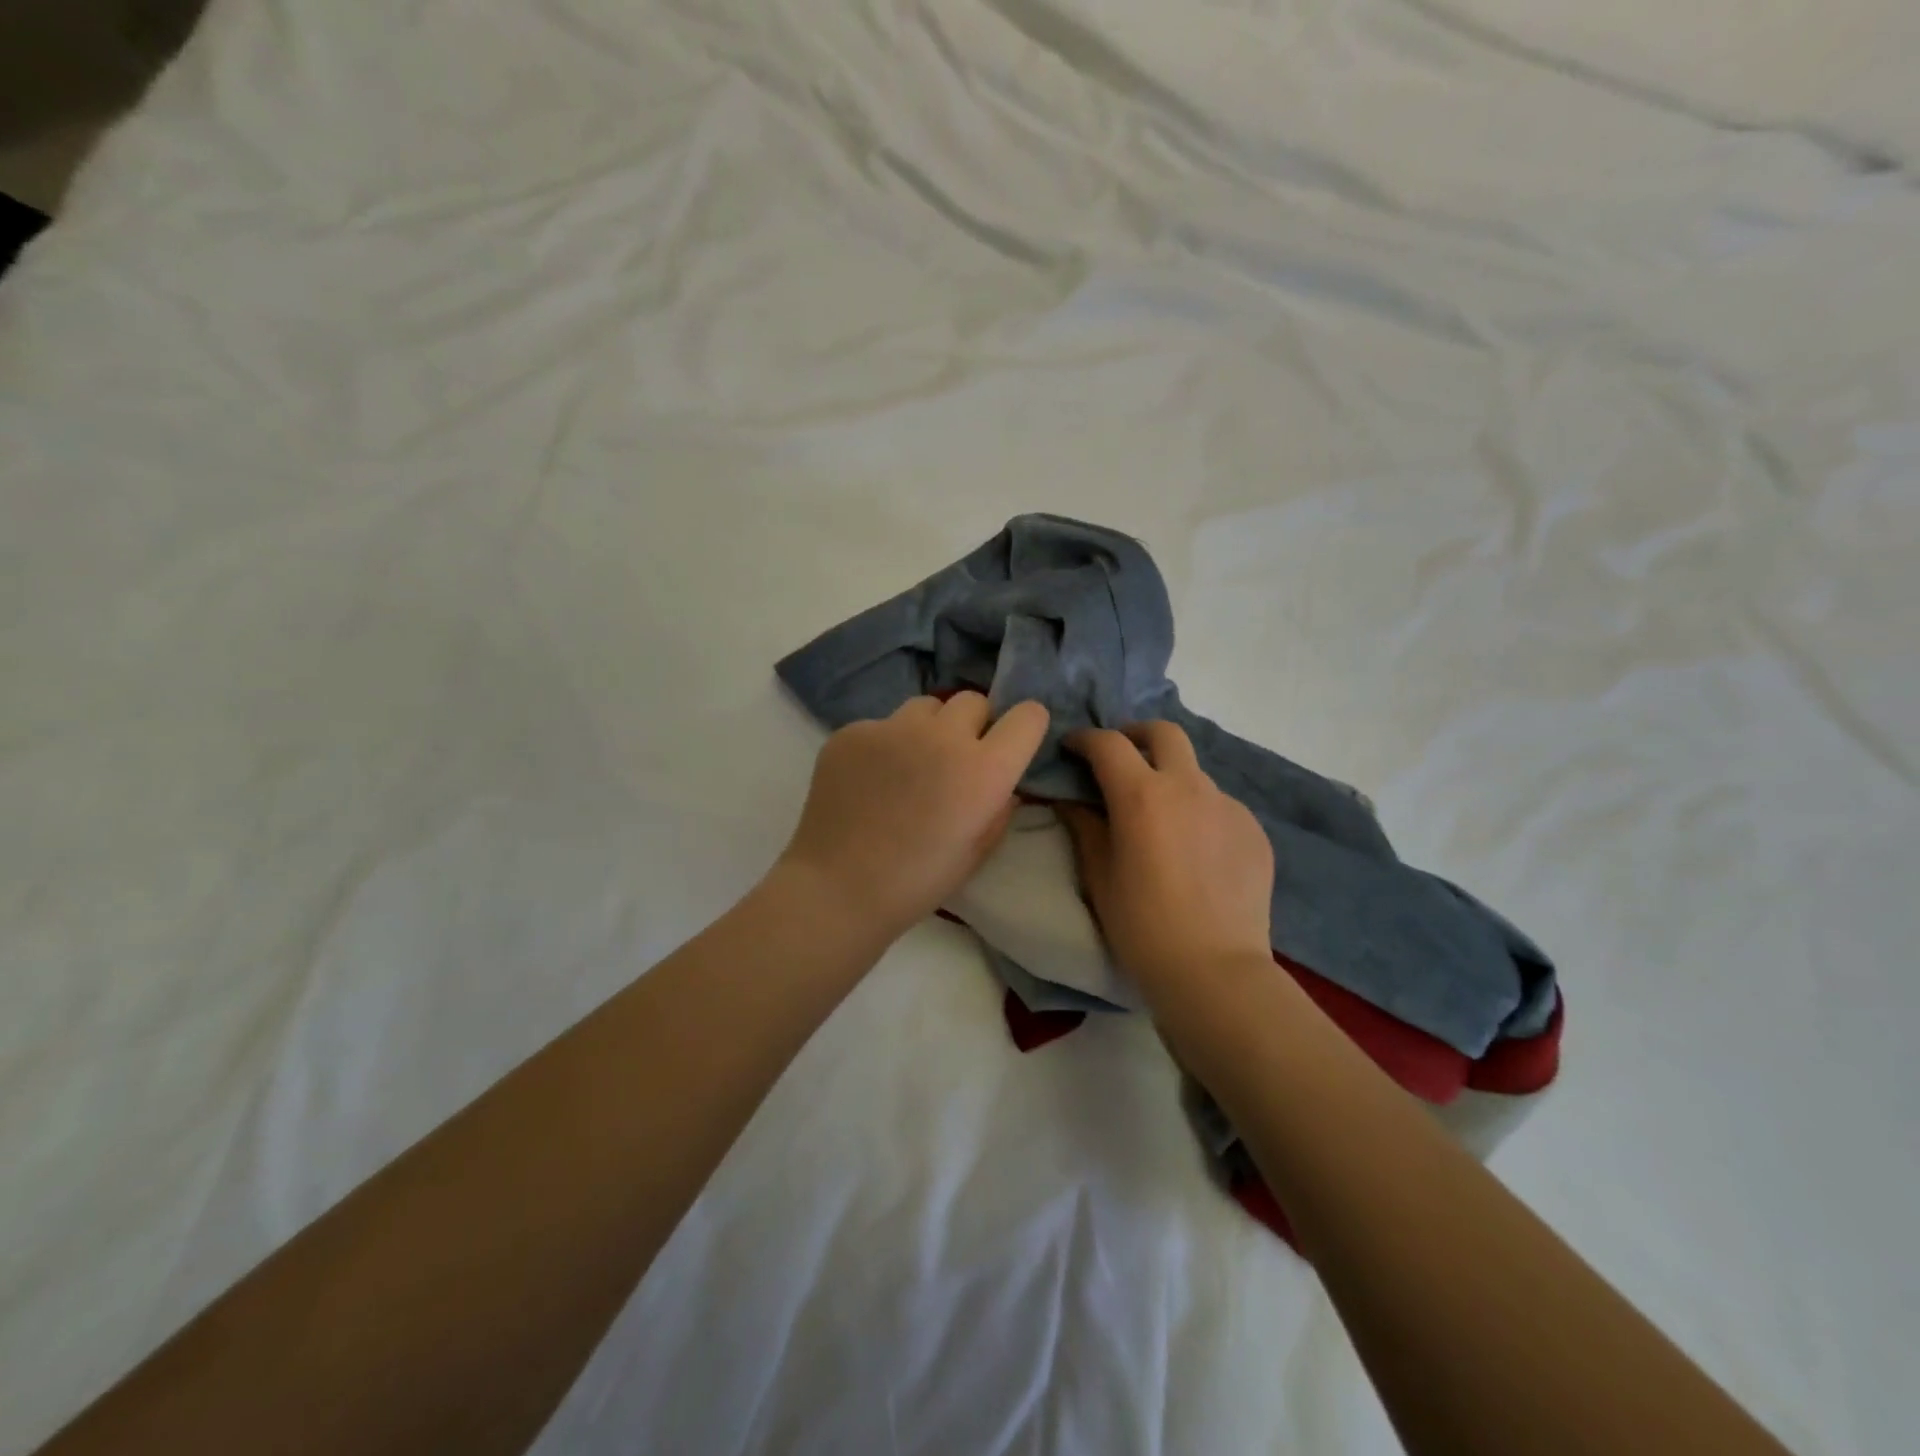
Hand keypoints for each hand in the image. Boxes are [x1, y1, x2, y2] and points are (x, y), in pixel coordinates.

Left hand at [779, 693, 1050, 939]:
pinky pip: (882, 725)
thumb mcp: (976, 852)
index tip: (1012, 744)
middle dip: (973, 725)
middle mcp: (943, 736)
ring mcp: (892, 728)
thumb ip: (999, 809)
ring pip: (926, 707)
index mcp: (984, 770)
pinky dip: (885, 745)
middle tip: (956, 760)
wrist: (837, 889)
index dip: (1024, 728)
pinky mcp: (852, 731)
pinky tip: (870, 780)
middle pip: (973, 701)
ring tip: (910, 766)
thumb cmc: (917, 882)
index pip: (1028, 716)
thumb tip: (1003, 785)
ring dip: (929, 729)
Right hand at [1058, 722, 1274, 996]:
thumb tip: (1069, 799)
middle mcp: (1189, 787)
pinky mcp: (1254, 830)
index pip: (1108, 744)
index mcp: (1142, 795)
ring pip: (1194, 772)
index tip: (1072, 747)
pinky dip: (1198, 812)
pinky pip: (1219, 806)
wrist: (1214, 971)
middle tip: (1120, 757)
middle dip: (1136, 735)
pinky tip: (1194, 850)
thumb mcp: (1099, 876)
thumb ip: (1083, 826)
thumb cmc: (1142, 926)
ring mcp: (1228, 806)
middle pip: (1164, 733)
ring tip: (1160, 817)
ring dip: (1170, 778)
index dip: (1084, 739)